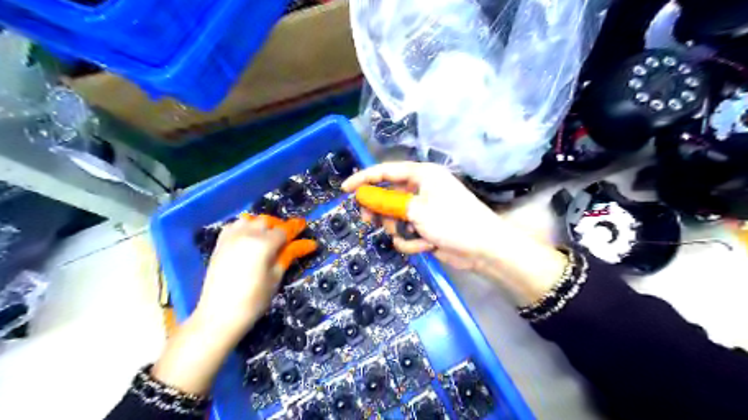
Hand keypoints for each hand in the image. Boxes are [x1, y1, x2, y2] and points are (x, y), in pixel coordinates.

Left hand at [150, 216, 314, 394]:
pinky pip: (234, 226)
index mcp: (264, 243)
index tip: (304, 226)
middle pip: (267, 221)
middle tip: (286, 239)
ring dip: (261, 225)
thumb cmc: (254, 299)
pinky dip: (244, 227)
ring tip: (267, 238)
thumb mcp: (276, 277)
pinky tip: (249, 239)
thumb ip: (289, 255)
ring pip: (250, 220)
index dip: (295, 228)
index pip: (285, 230)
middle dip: (278, 227)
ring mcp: (231, 237)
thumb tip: (309, 244)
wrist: (219, 315)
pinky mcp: (220, 243)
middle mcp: (247, 234)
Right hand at [341, 161, 564, 304]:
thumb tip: (364, 196)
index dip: (364, 179)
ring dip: (398, 229)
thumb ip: (387, 202)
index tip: (345, 190)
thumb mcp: (416, 210)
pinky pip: (407, 232)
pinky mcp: (427, 227)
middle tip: (368, 220)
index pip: (386, 172)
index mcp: (422, 175)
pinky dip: (412, 240)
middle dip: (380, 210)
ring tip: (408, 235)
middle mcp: (422, 189)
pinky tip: (425, 245)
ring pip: (396, 217)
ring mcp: (424, 210)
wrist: (483, 249)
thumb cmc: (452, 222)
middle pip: (388, 196)